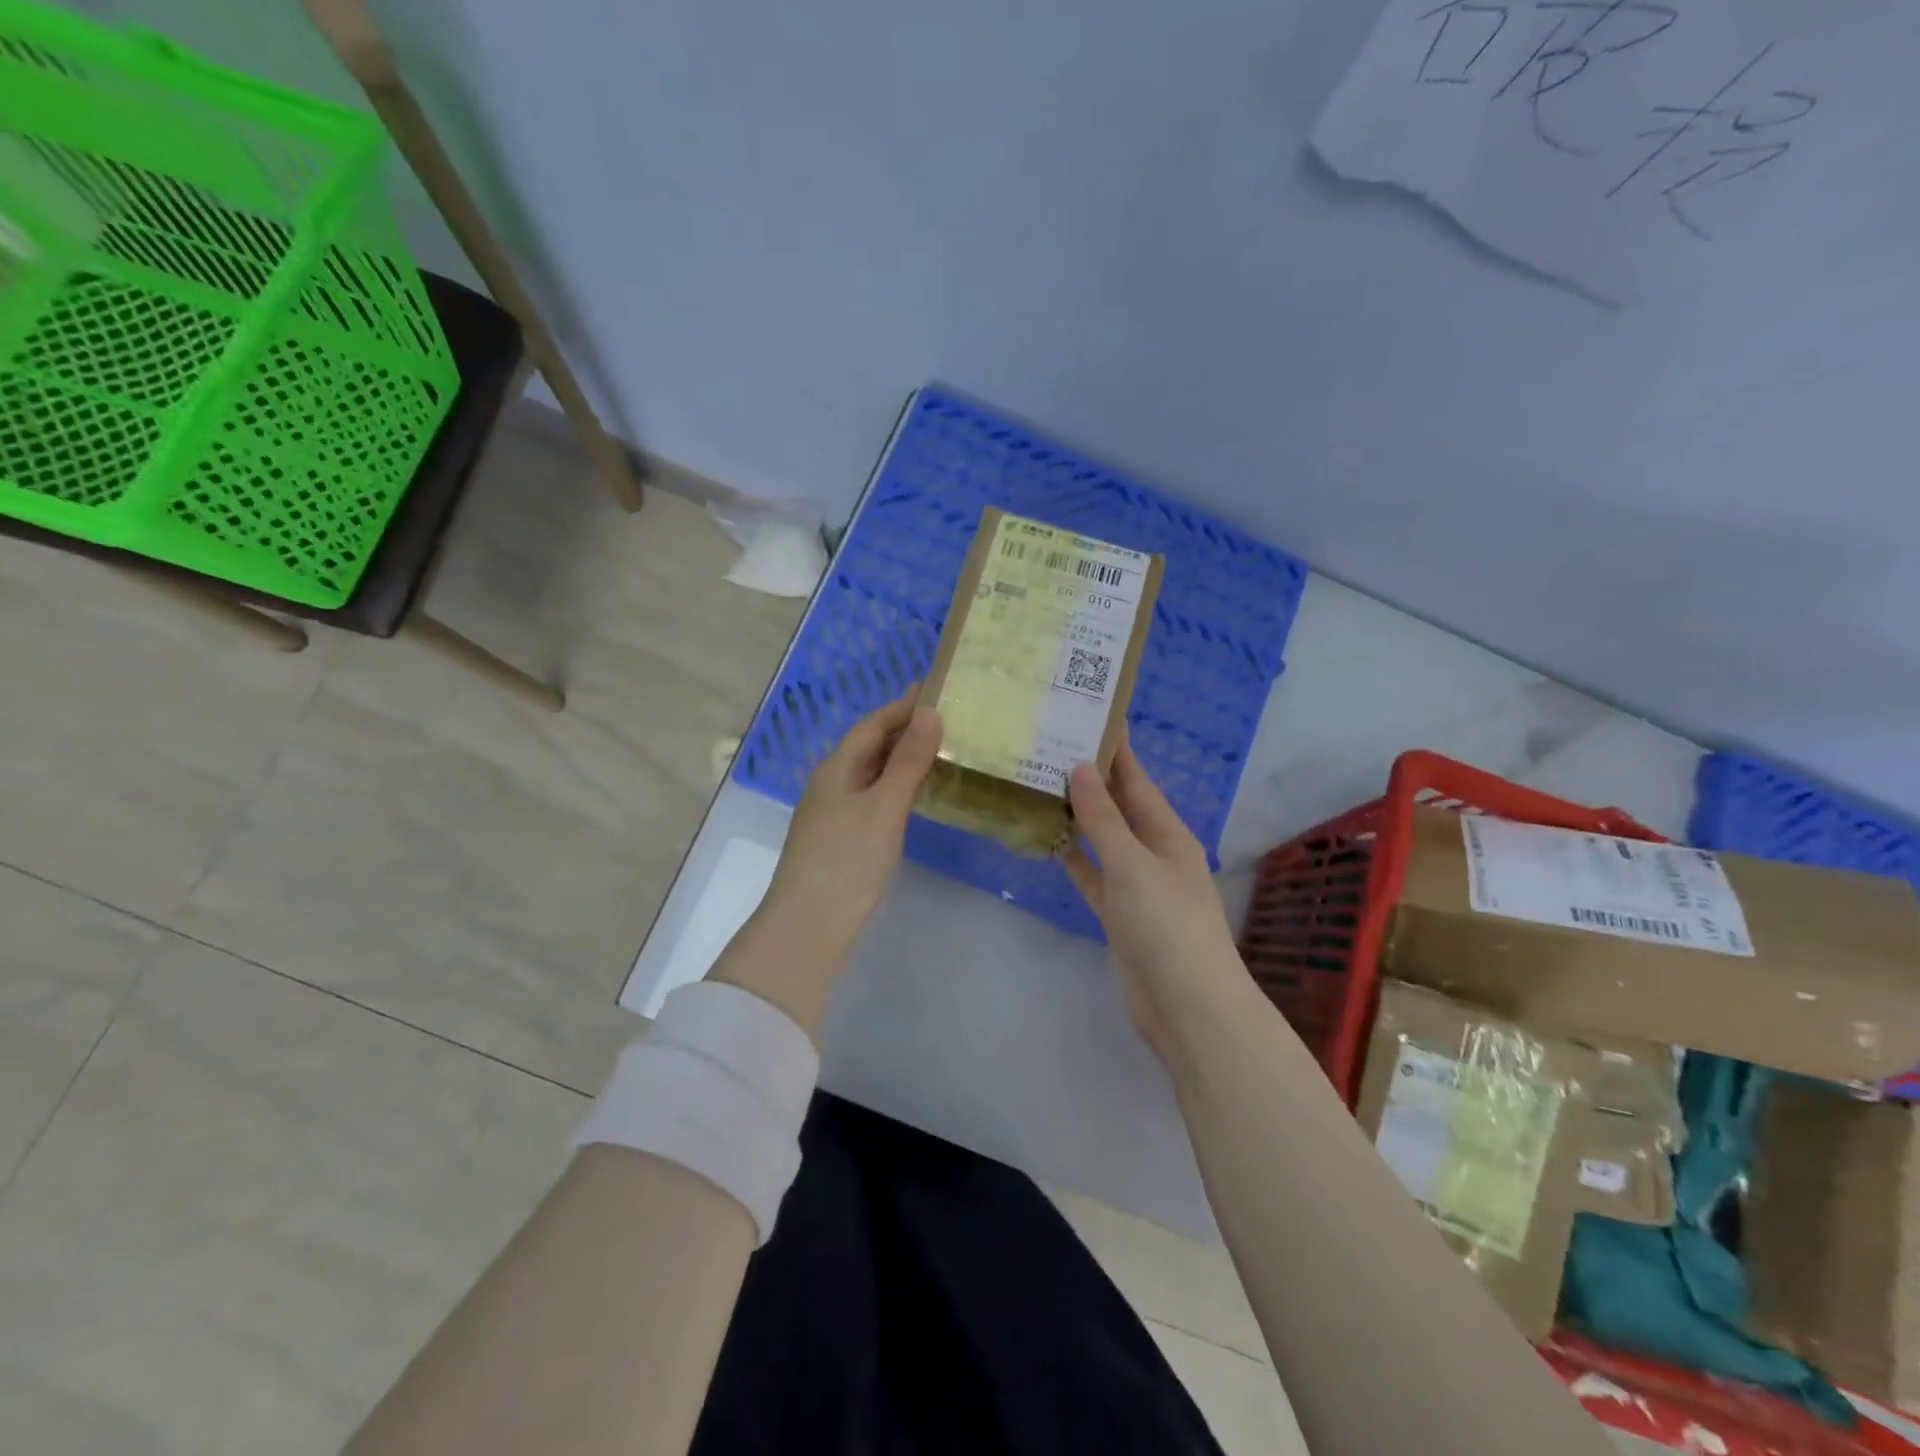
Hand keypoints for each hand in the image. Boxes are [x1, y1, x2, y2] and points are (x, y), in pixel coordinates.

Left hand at [716, 691, 942, 1027]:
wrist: (810, 924)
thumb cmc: (848, 858)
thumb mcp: (885, 805)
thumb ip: (908, 760)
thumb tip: (931, 713)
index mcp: (837, 768)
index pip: (872, 724)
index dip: (902, 706)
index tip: (934, 689)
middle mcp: (831, 783)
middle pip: (869, 746)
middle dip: (903, 730)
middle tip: (945, 719)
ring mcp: (832, 812)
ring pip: (870, 773)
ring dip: (900, 758)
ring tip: (937, 750)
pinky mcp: (840, 838)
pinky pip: (870, 797)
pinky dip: (894, 786)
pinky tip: (912, 796)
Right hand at [1064, 742, 1252, 1064]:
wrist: (1187, 1007)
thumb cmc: (1167, 925)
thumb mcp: (1133, 865)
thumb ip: (1104, 819)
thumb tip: (1082, 767)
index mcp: (1169, 834)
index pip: (1137, 781)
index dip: (1117, 749)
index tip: (1091, 716)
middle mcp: (1155, 853)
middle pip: (1120, 807)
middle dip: (1092, 778)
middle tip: (1052, 745)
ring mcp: (1138, 886)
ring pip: (1104, 840)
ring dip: (1079, 816)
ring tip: (1042, 785)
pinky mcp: (1120, 915)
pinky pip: (1094, 876)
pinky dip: (1075, 859)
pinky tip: (1049, 842)